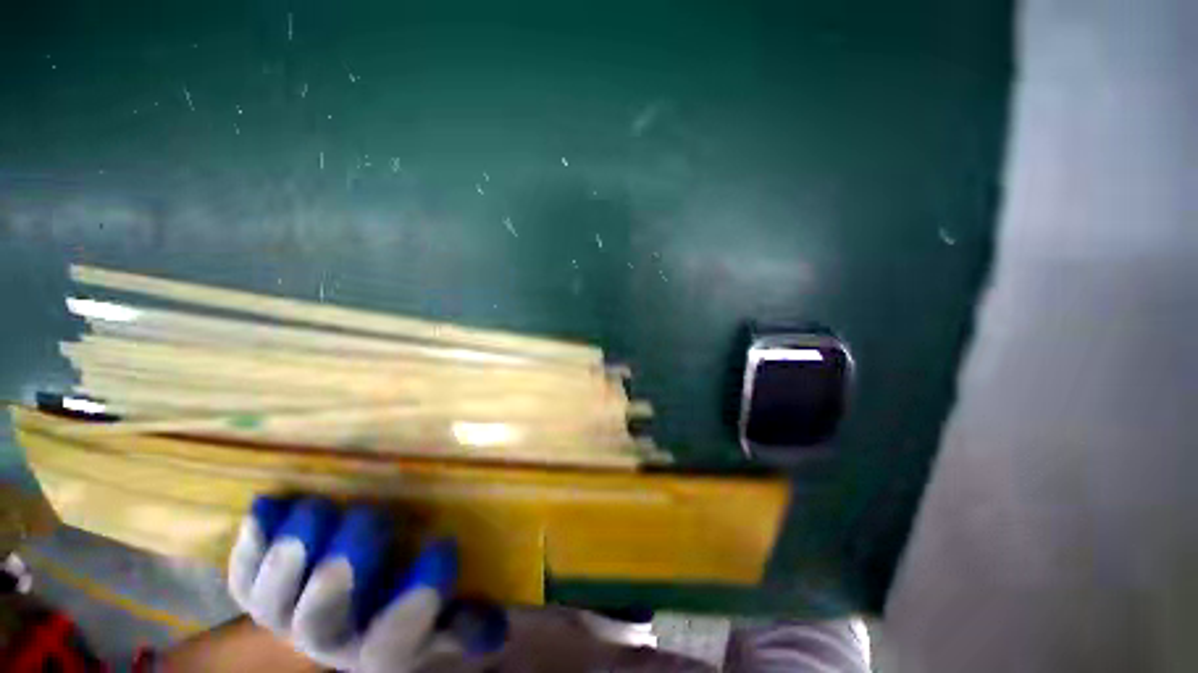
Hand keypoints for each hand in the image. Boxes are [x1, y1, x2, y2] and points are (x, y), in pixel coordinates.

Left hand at [228, 496, 504, 671]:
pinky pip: (242, 570)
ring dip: (293, 553)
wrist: (328, 615)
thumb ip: (462, 622)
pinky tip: (270, 505)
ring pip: (273, 597)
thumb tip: (497, 631)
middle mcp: (327, 636)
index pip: (397, 640)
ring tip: (320, 509)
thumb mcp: (436, 621)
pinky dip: (253, 541)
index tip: (443, 546)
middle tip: (372, 519)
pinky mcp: (253, 589)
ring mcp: (282, 615)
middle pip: (324, 621)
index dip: (416, 601)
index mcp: (376, 646)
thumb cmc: (396, 605)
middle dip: (342, 573)